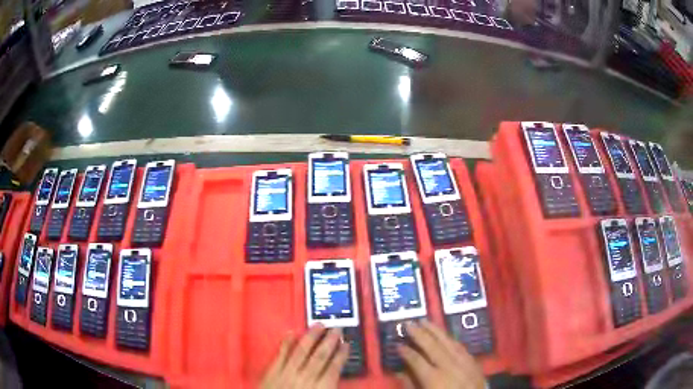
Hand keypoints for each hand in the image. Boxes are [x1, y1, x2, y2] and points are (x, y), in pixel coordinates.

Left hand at [261, 324, 349, 388]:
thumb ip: (328, 388)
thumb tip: (336, 378)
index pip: (333, 369)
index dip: (341, 356)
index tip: (346, 345)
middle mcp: (304, 379)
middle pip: (319, 357)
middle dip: (329, 342)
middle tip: (336, 329)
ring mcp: (286, 374)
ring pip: (301, 352)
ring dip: (311, 338)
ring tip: (318, 325)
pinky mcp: (272, 372)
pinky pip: (280, 355)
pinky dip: (286, 343)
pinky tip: (291, 333)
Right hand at [397, 320, 485, 388]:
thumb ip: (411, 385)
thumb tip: (400, 372)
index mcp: (434, 378)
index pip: (416, 360)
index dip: (406, 351)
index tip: (397, 344)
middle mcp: (449, 366)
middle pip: (432, 345)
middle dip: (419, 333)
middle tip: (408, 323)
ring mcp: (463, 361)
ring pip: (447, 341)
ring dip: (435, 330)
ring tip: (424, 321)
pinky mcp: (473, 361)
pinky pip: (460, 345)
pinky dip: (450, 338)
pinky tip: (444, 334)